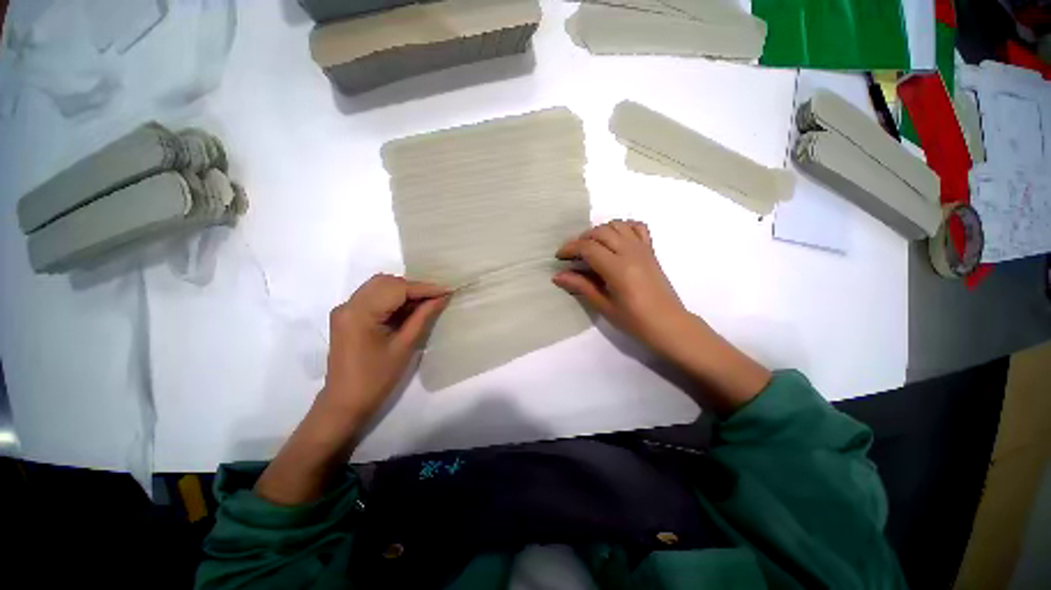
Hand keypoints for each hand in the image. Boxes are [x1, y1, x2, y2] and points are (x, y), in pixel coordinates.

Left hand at [255, 274, 448, 505]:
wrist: (345, 403)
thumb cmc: (377, 378)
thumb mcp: (405, 346)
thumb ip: (423, 317)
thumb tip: (442, 297)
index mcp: (359, 312)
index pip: (397, 289)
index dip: (424, 288)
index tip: (448, 290)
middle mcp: (348, 305)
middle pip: (386, 283)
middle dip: (414, 287)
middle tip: (437, 297)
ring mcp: (346, 310)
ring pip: (380, 287)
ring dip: (404, 292)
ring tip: (426, 303)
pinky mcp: (348, 317)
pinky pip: (374, 298)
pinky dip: (393, 299)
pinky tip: (409, 308)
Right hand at [553, 220, 769, 414]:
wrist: (669, 324)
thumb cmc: (635, 321)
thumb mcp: (604, 306)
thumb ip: (581, 286)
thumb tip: (558, 276)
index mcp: (617, 268)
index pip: (588, 247)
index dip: (570, 248)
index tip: (559, 257)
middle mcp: (630, 252)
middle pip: (600, 232)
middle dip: (582, 239)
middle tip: (573, 254)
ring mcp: (643, 249)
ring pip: (617, 225)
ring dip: (600, 231)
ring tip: (591, 246)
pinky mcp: (651, 250)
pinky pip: (638, 227)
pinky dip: (623, 227)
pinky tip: (615, 238)